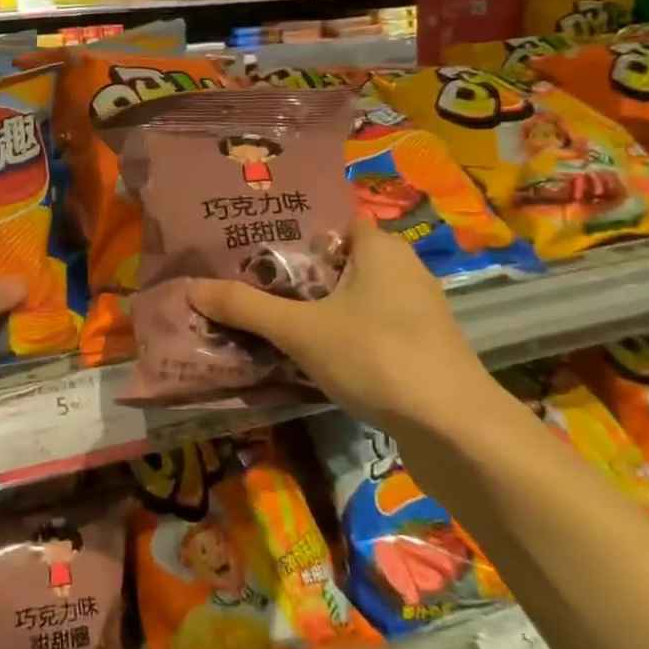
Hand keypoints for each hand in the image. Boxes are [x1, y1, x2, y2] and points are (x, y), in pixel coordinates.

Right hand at [187, 218, 494, 430]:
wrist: (457, 431)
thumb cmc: (378, 357)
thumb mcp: (301, 330)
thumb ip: (246, 307)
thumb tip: (191, 288)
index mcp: (379, 247)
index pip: (329, 218)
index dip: (289, 225)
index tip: (248, 236)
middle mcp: (400, 269)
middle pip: (334, 259)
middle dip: (292, 270)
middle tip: (243, 276)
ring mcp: (414, 311)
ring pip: (349, 296)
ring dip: (312, 305)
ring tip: (263, 312)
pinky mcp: (417, 348)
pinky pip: (365, 326)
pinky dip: (335, 332)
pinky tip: (304, 351)